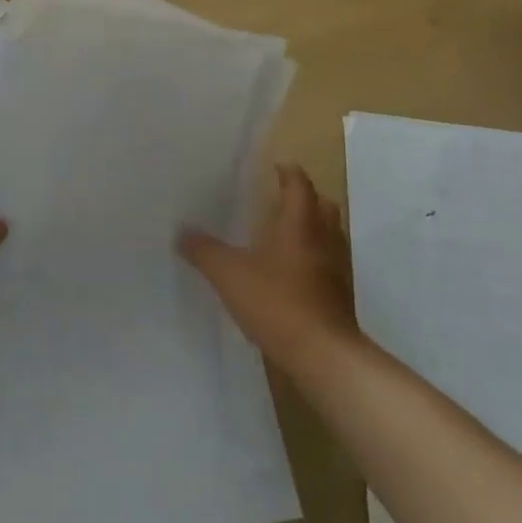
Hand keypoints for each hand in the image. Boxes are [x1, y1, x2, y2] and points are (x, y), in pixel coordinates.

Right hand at [179, 164, 363, 375]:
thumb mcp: (229, 274)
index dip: (288, 172)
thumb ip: (203, 250)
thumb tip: (180, 231)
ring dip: (312, 228)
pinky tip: (291, 273)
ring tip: (283, 234)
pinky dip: (314, 258)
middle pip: (323, 206)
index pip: (299, 185)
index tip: (275, 165)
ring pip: (330, 235)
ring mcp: (337, 269)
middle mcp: (324, 239)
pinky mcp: (340, 296)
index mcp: (300, 224)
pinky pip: (329, 263)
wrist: (324, 356)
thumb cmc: (277, 303)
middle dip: (305, 198)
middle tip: (279, 198)